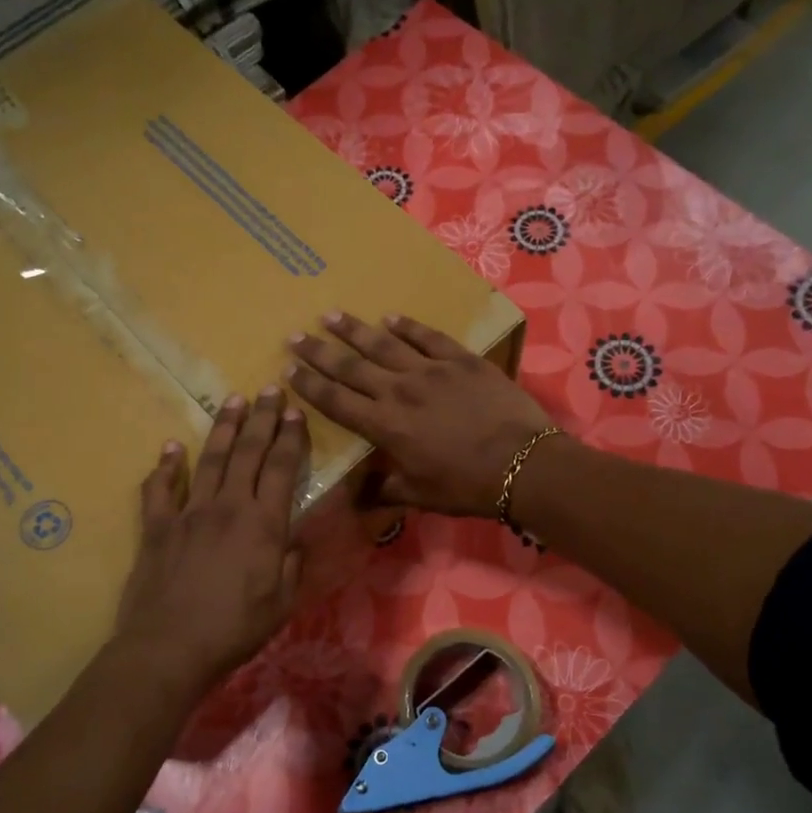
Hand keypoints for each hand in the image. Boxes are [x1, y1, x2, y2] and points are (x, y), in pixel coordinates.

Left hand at [113, 388, 305, 693]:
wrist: (169, 647)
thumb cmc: (235, 629)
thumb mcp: (282, 602)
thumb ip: (291, 564)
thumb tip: (294, 538)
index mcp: (263, 524)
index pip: (282, 468)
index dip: (290, 437)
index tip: (294, 411)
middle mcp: (228, 507)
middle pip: (247, 452)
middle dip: (261, 418)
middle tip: (268, 388)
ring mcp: (188, 513)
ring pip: (209, 459)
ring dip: (222, 428)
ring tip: (231, 401)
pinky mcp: (157, 527)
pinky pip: (159, 489)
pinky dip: (165, 466)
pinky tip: (171, 447)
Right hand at [286, 313, 555, 516]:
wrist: (523, 463)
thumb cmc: (468, 486)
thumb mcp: (420, 495)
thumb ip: (384, 489)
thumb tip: (354, 496)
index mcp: (385, 426)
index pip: (336, 401)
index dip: (309, 386)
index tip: (288, 371)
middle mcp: (399, 391)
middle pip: (350, 366)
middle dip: (319, 352)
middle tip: (295, 336)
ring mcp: (431, 370)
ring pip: (383, 344)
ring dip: (353, 330)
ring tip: (330, 316)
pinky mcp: (460, 359)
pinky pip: (427, 336)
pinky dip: (407, 326)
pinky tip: (390, 317)